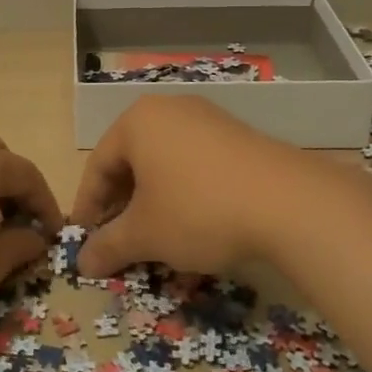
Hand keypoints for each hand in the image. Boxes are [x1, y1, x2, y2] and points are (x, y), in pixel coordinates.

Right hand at [70, 97, 296, 277]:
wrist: (289, 202)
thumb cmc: (199, 210)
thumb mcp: (146, 234)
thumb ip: (108, 246)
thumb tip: (82, 262)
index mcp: (137, 122)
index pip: (98, 165)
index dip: (88, 206)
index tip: (85, 240)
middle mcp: (169, 110)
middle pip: (131, 160)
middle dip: (122, 204)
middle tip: (119, 240)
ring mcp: (207, 119)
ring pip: (164, 162)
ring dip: (153, 201)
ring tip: (156, 236)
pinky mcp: (237, 136)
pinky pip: (195, 163)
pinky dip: (184, 192)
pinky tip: (194, 224)